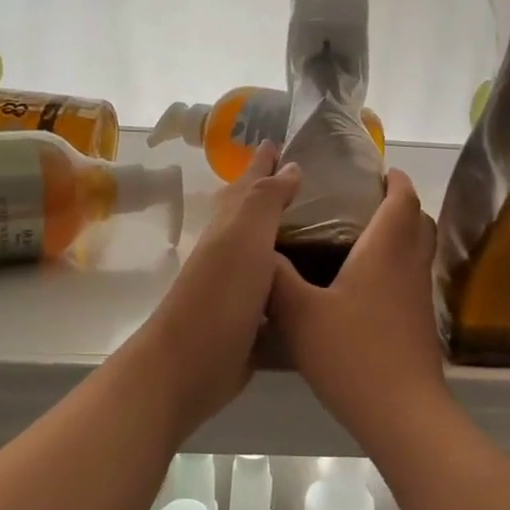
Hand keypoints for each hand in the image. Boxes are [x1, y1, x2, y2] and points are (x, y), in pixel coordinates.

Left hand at [128, 141, 299, 436]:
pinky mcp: (250, 330)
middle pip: (254, 220)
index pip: (248, 186)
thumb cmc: (218, 296)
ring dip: (288, 247)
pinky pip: (278, 303)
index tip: (277, 142)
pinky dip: (293, 294)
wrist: (187, 368)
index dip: (262, 164)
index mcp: (229, 230)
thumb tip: (288, 164)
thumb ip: (265, 202)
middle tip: (306, 183)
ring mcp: (239, 295)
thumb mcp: (244, 239)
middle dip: (273, 199)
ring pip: (267, 261)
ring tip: (322, 236)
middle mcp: (232, 257)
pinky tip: (315, 297)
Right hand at [269, 169, 447, 436]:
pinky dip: (397, 265)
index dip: (393, 179)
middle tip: (365, 201)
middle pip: (418, 221)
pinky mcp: (420, 322)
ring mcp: (419, 296)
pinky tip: (365, 285)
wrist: (401, 412)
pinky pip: (412, 276)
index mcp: (386, 250)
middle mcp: (410, 265)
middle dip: (399, 204)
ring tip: (361, 237)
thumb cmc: (352, 354)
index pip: (402, 199)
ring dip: (400, 234)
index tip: (375, 171)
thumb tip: (258, 250)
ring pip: (418, 250)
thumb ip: (276, 278)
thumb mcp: (299, 314)